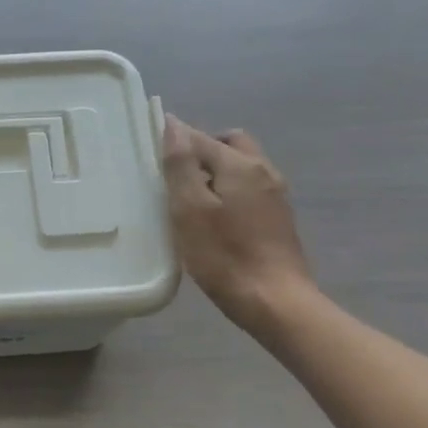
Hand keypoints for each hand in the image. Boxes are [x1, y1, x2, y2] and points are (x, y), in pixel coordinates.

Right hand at [160, 114, 315, 333]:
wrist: (275, 301)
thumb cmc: (224, 255)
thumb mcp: (190, 209)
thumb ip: (181, 165)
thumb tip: (174, 125)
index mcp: (241, 165)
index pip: (200, 137)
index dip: (174, 137)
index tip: (149, 145)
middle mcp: (264, 171)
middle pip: (230, 144)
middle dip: (202, 148)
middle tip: (174, 172)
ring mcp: (275, 196)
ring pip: (241, 166)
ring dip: (215, 170)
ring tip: (188, 196)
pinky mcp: (277, 219)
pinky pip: (247, 188)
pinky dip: (227, 190)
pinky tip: (212, 217)